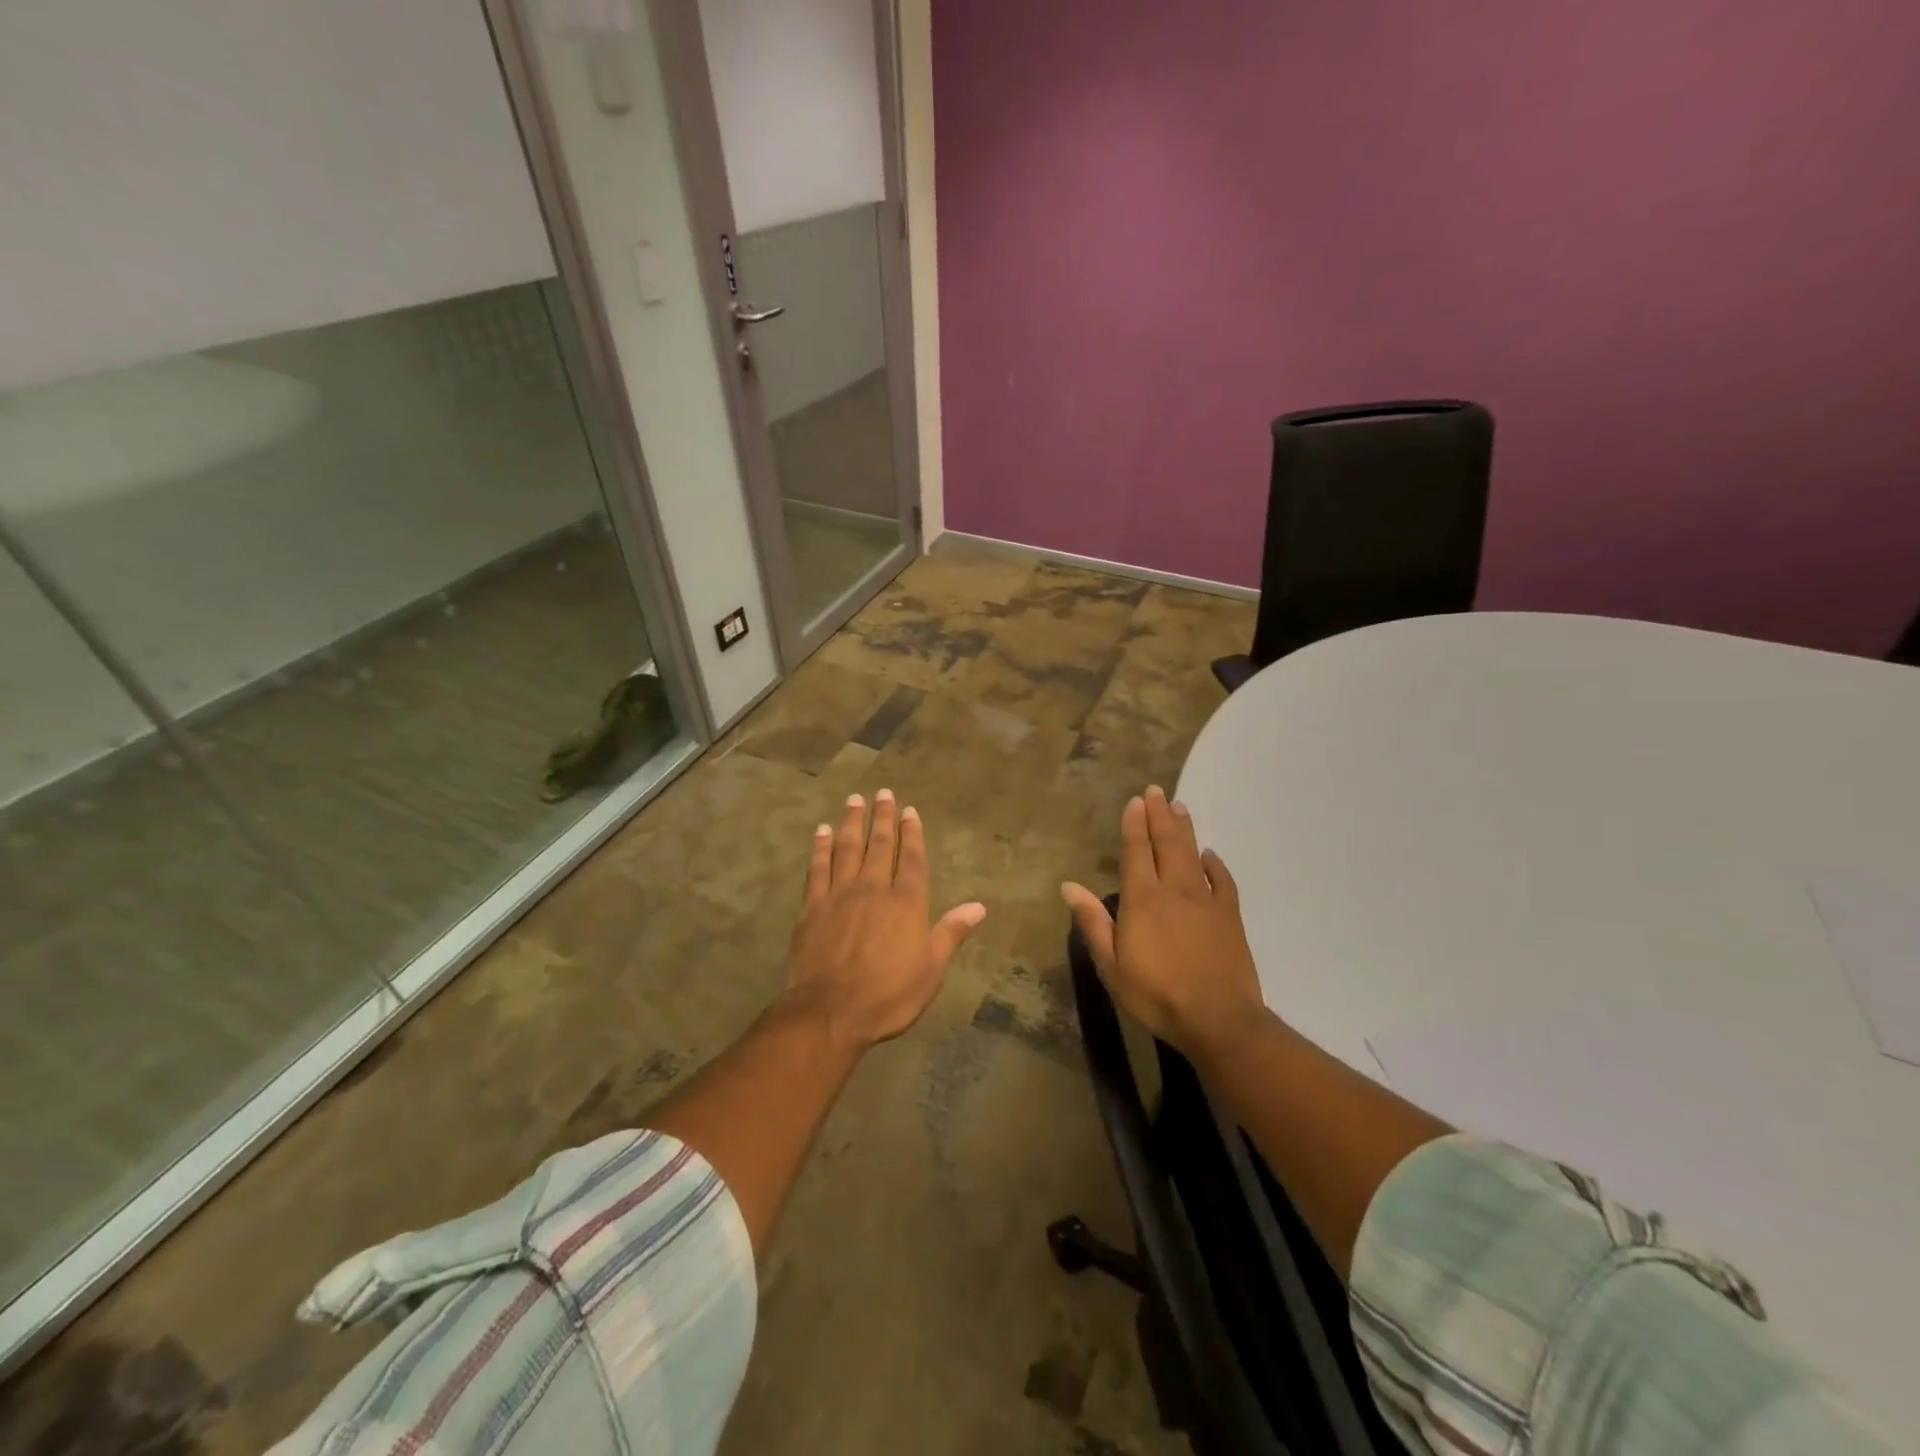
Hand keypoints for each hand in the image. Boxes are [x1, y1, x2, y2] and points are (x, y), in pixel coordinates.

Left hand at [783, 789, 986, 1049]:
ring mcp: (840, 894)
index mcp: (906, 902)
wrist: (830, 1012)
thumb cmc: (888, 995)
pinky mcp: (812, 906)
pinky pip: (817, 868)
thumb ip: (951, 932)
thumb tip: (979, 906)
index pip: (912, 858)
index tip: (910, 811)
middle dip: (883, 818)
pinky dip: (820, 847)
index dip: (912, 833)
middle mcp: (874, 888)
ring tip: (854, 800)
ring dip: (852, 822)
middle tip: (882, 793)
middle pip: (880, 845)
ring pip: (847, 848)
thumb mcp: (931, 969)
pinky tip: (821, 832)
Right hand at [1061, 785, 1267, 1058]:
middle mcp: (1174, 890)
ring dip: (1184, 829)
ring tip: (1179, 806)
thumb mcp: (1112, 965)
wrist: (1218, 1019)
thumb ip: (1093, 922)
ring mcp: (1205, 901)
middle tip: (1156, 791)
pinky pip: (1222, 881)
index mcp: (1142, 899)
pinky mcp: (1230, 916)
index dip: (1135, 825)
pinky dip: (1215, 864)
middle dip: (1160, 815)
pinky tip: (1209, 855)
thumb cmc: (1156, 995)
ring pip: (1192, 854)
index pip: (1137, 852)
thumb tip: (1069, 886)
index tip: (1135, 801)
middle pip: (1166, 843)